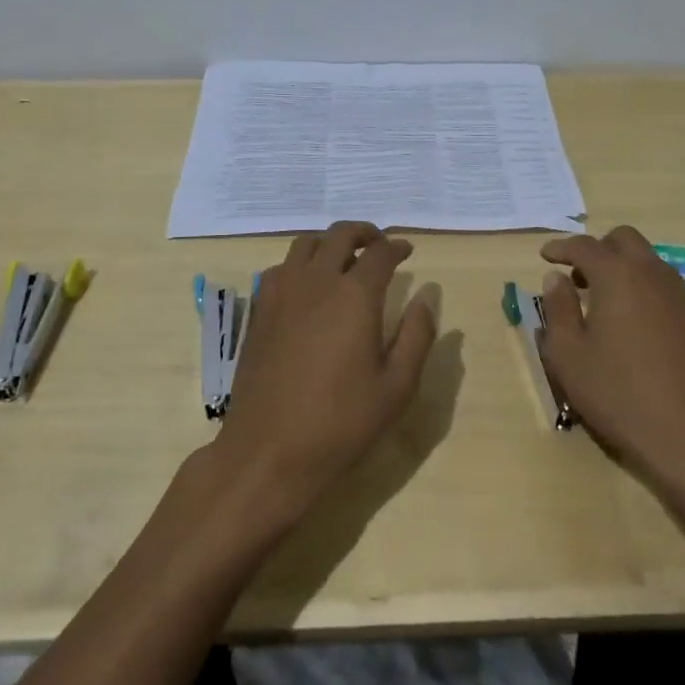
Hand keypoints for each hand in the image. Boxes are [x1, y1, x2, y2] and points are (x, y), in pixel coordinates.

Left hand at [214, 222, 436, 521]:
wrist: (269, 451)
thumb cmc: (341, 423)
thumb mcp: (396, 387)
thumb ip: (417, 336)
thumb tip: (426, 298)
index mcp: (354, 295)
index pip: (380, 253)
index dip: (397, 247)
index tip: (407, 252)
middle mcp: (316, 281)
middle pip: (340, 235)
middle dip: (364, 233)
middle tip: (378, 244)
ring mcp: (281, 293)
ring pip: (305, 244)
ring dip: (329, 243)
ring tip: (344, 259)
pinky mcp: (259, 311)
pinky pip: (280, 268)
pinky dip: (300, 264)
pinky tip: (307, 286)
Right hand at [538, 225, 684, 496]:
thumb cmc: (618, 393)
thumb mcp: (569, 354)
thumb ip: (558, 309)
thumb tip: (555, 278)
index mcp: (618, 276)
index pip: (584, 246)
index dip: (561, 247)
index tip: (544, 256)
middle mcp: (652, 275)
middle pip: (623, 240)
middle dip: (597, 249)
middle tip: (575, 276)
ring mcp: (679, 297)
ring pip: (647, 260)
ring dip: (620, 266)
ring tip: (598, 300)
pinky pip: (661, 284)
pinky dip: (639, 286)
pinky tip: (627, 321)